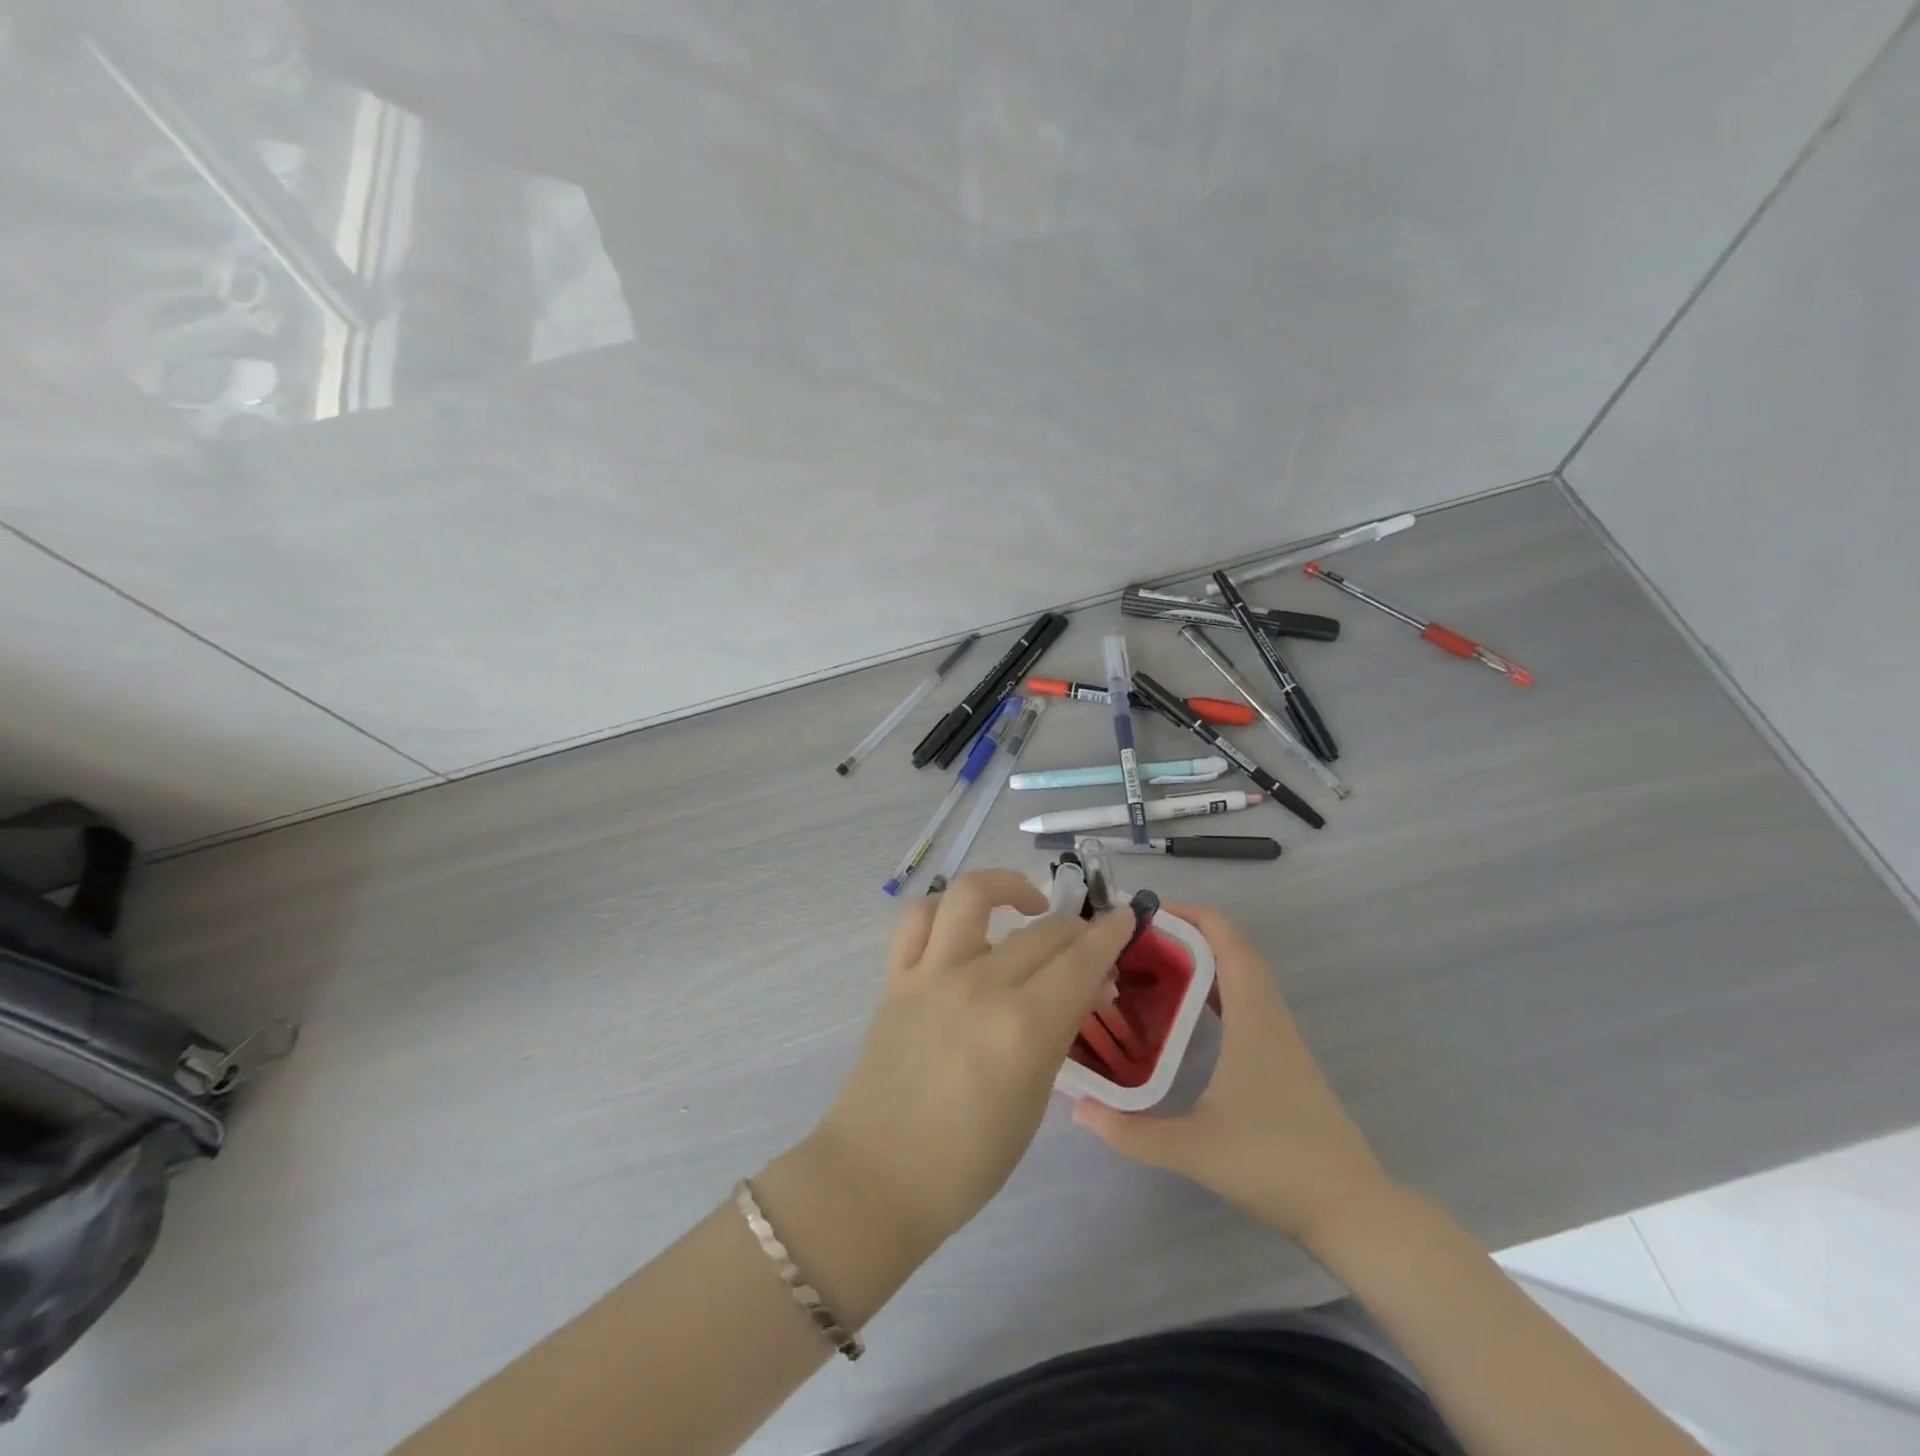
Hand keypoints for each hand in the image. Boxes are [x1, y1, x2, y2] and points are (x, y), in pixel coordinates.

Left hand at [813, 870, 1136, 1250]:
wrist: (878, 1175)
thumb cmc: (969, 1159)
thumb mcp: (1034, 1100)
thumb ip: (1059, 1032)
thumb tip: (1083, 988)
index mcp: (1023, 1027)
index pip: (1081, 961)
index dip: (1110, 935)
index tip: (1124, 920)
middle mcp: (980, 985)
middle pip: (1043, 932)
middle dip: (1078, 931)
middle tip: (1088, 950)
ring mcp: (932, 974)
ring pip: (973, 895)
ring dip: (1007, 885)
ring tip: (1027, 904)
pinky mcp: (896, 976)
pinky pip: (916, 918)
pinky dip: (942, 907)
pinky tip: (964, 923)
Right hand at [1073, 904, 1397, 1247]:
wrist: (1352, 1210)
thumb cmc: (1274, 1164)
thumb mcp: (1194, 1149)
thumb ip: (1131, 1131)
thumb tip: (1077, 1108)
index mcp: (1253, 1017)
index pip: (1227, 940)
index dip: (1191, 914)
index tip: (1146, 913)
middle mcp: (1269, 1015)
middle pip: (1234, 949)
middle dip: (1187, 932)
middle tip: (1137, 940)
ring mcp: (1281, 1037)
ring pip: (1242, 974)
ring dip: (1202, 958)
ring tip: (1152, 965)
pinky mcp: (1283, 1058)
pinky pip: (1247, 1000)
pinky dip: (1216, 987)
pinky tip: (1185, 1011)